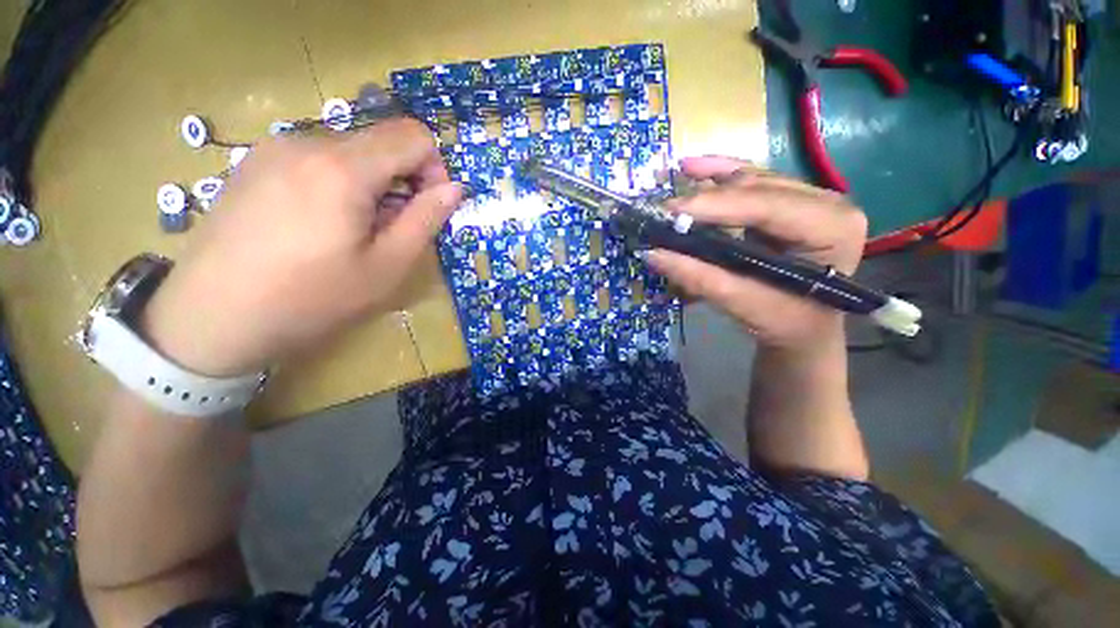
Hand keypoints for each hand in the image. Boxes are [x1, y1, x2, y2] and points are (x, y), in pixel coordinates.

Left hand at [143, 119, 461, 376]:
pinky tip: (321, 223)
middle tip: (392, 228)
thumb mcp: (386, 267)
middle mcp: (306, 141)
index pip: (413, 136)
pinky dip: (340, 183)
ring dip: (372, 184)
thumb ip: (425, 220)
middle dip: (403, 180)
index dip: (435, 168)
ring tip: (354, 230)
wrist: (209, 318)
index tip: (428, 207)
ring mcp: (274, 148)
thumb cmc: (310, 298)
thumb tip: (455, 189)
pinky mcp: (255, 162)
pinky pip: (318, 159)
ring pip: (351, 151)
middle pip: (382, 141)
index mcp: (343, 168)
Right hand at [646, 156, 866, 352]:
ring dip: (709, 181)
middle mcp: (825, 202)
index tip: (670, 211)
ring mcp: (808, 198)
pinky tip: (694, 168)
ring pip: (751, 180)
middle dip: (707, 197)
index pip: (767, 206)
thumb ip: (700, 277)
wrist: (804, 329)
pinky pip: (750, 181)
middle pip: (756, 188)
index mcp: (831, 227)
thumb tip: (653, 254)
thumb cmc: (785, 322)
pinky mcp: (788, 202)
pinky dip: (719, 176)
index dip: (715, 205)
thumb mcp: (743, 304)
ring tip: (674, 178)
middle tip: (664, 209)